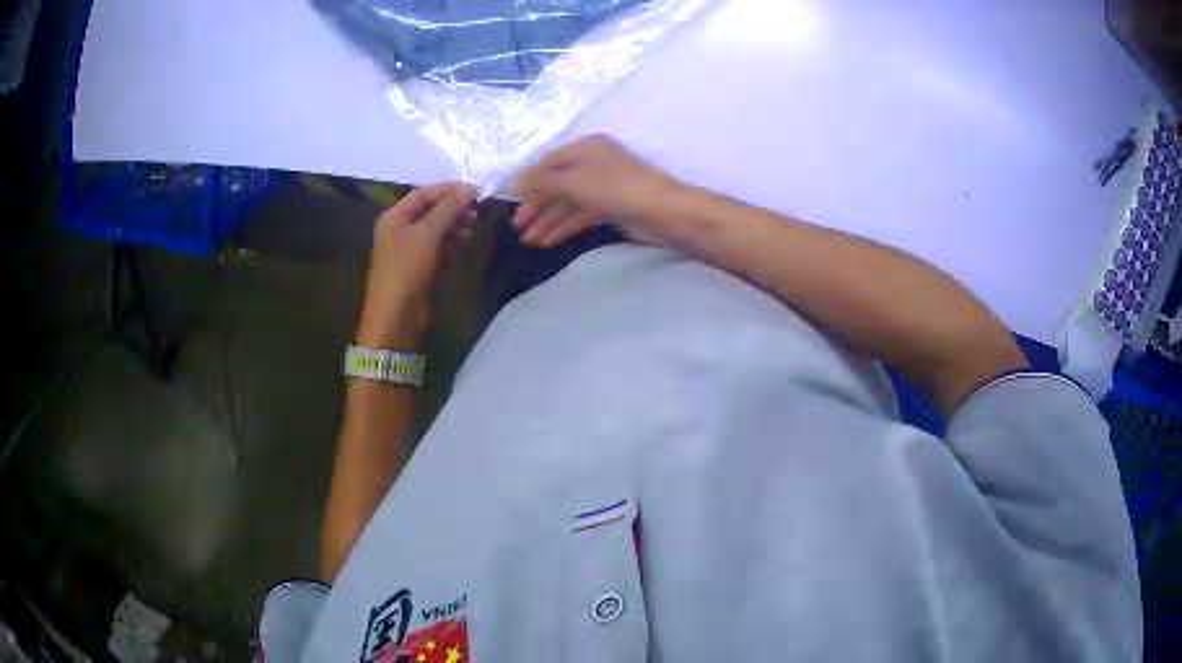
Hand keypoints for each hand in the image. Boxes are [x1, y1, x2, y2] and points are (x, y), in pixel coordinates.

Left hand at [357, 183, 476, 348]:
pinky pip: (440, 249)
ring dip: (455, 226)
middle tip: (476, 211)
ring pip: (438, 230)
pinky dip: (452, 244)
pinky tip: (465, 242)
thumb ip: (448, 208)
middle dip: (453, 209)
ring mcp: (412, 251)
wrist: (397, 316)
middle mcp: (401, 230)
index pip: (423, 193)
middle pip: (431, 211)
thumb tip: (470, 188)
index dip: (448, 190)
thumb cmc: (406, 268)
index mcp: (395, 217)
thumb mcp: (427, 233)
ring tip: (472, 227)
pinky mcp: (422, 268)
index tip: (474, 191)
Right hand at [512, 134, 681, 247]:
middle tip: (518, 227)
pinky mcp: (612, 207)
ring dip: (548, 220)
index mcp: (585, 148)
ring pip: (568, 202)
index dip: (528, 182)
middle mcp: (593, 163)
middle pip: (557, 183)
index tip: (511, 203)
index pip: (548, 163)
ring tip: (530, 241)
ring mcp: (603, 186)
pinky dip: (565, 226)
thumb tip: (514, 182)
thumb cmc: (618, 189)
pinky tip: (549, 241)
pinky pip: (581, 214)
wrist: (665, 212)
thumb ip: (543, 182)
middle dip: (537, 206)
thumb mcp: (575, 182)